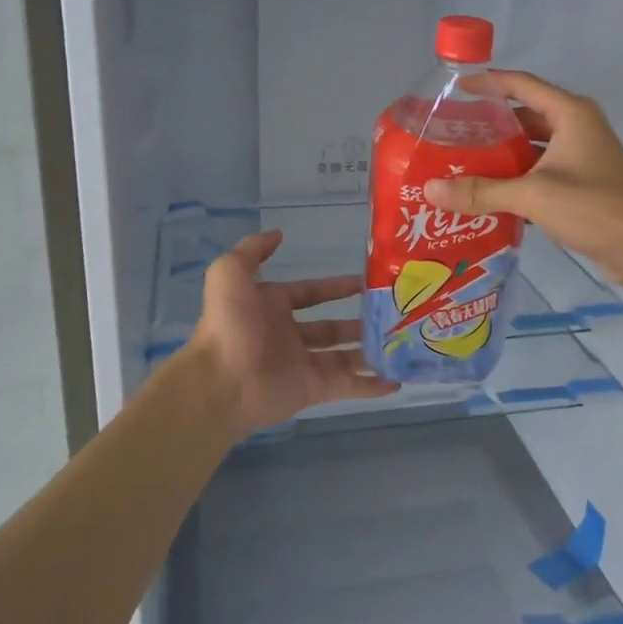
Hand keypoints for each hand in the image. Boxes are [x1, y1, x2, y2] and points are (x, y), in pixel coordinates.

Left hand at [187, 229, 397, 434]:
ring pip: (344, 356)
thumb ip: (253, 250)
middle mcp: (288, 335)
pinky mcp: (314, 390)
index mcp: (271, 308)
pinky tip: (396, 381)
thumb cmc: (230, 325)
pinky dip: (371, 386)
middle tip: (391, 314)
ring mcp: (303, 364)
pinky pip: (348, 385)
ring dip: (369, 351)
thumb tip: (279, 234)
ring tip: (401, 343)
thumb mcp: (230, 273)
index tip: (363, 280)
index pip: (309, 293)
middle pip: (330, 327)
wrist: (221, 381)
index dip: (334, 287)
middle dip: (358, 321)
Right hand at [422, 70, 622, 289]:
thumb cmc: (595, 206)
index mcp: (569, 114)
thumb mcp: (533, 195)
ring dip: (501, 156)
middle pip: (524, 117)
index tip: (456, 88)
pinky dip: (516, 180)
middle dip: (490, 125)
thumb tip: (430, 189)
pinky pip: (540, 173)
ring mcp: (580, 158)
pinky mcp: (581, 185)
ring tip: (462, 165)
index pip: (522, 85)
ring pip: (532, 148)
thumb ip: (481, 191)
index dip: (489, 83)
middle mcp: (576, 128)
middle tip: (452, 135)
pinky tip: (488, 195)